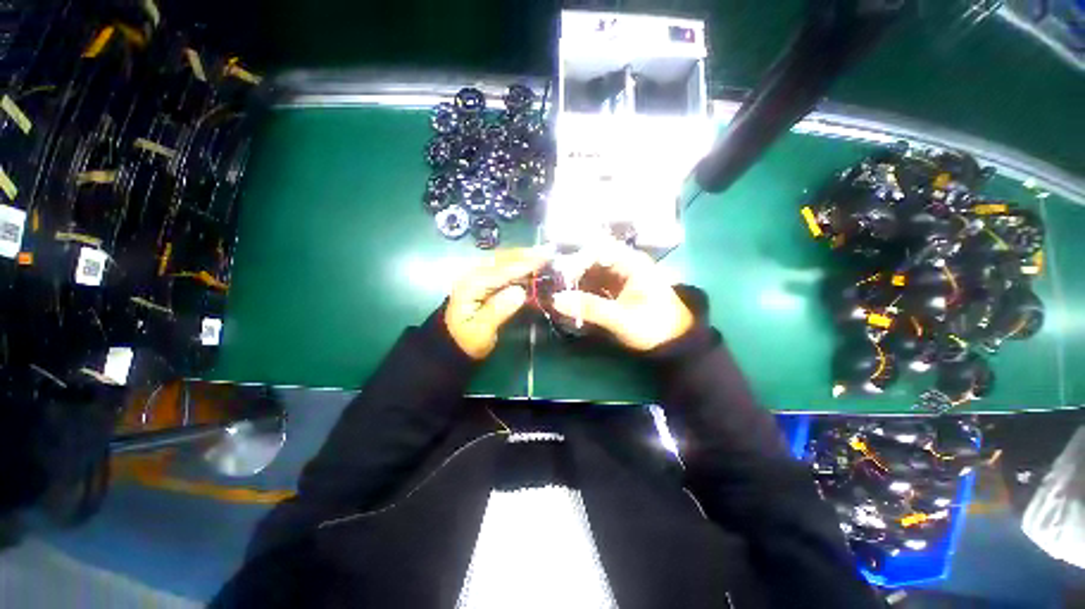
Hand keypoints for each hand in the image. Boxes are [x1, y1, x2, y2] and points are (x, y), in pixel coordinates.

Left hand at [446, 248, 546, 359]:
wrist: (451, 344)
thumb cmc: (468, 340)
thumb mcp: (482, 331)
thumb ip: (499, 310)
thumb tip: (520, 292)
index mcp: (471, 286)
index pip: (501, 271)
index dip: (523, 265)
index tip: (543, 259)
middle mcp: (472, 275)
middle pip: (501, 259)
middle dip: (525, 254)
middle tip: (547, 251)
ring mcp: (476, 276)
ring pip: (501, 260)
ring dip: (521, 256)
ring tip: (542, 253)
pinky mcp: (481, 280)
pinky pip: (500, 267)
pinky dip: (516, 262)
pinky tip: (528, 263)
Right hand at [551, 244, 693, 351]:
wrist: (674, 343)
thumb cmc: (654, 327)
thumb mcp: (621, 319)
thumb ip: (590, 308)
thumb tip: (556, 300)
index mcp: (631, 263)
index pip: (598, 250)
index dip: (577, 261)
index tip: (560, 278)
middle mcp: (623, 264)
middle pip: (590, 260)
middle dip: (571, 274)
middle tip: (553, 289)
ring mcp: (618, 276)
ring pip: (589, 273)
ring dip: (573, 284)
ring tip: (557, 297)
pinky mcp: (614, 289)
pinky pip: (592, 285)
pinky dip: (580, 293)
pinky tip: (569, 303)